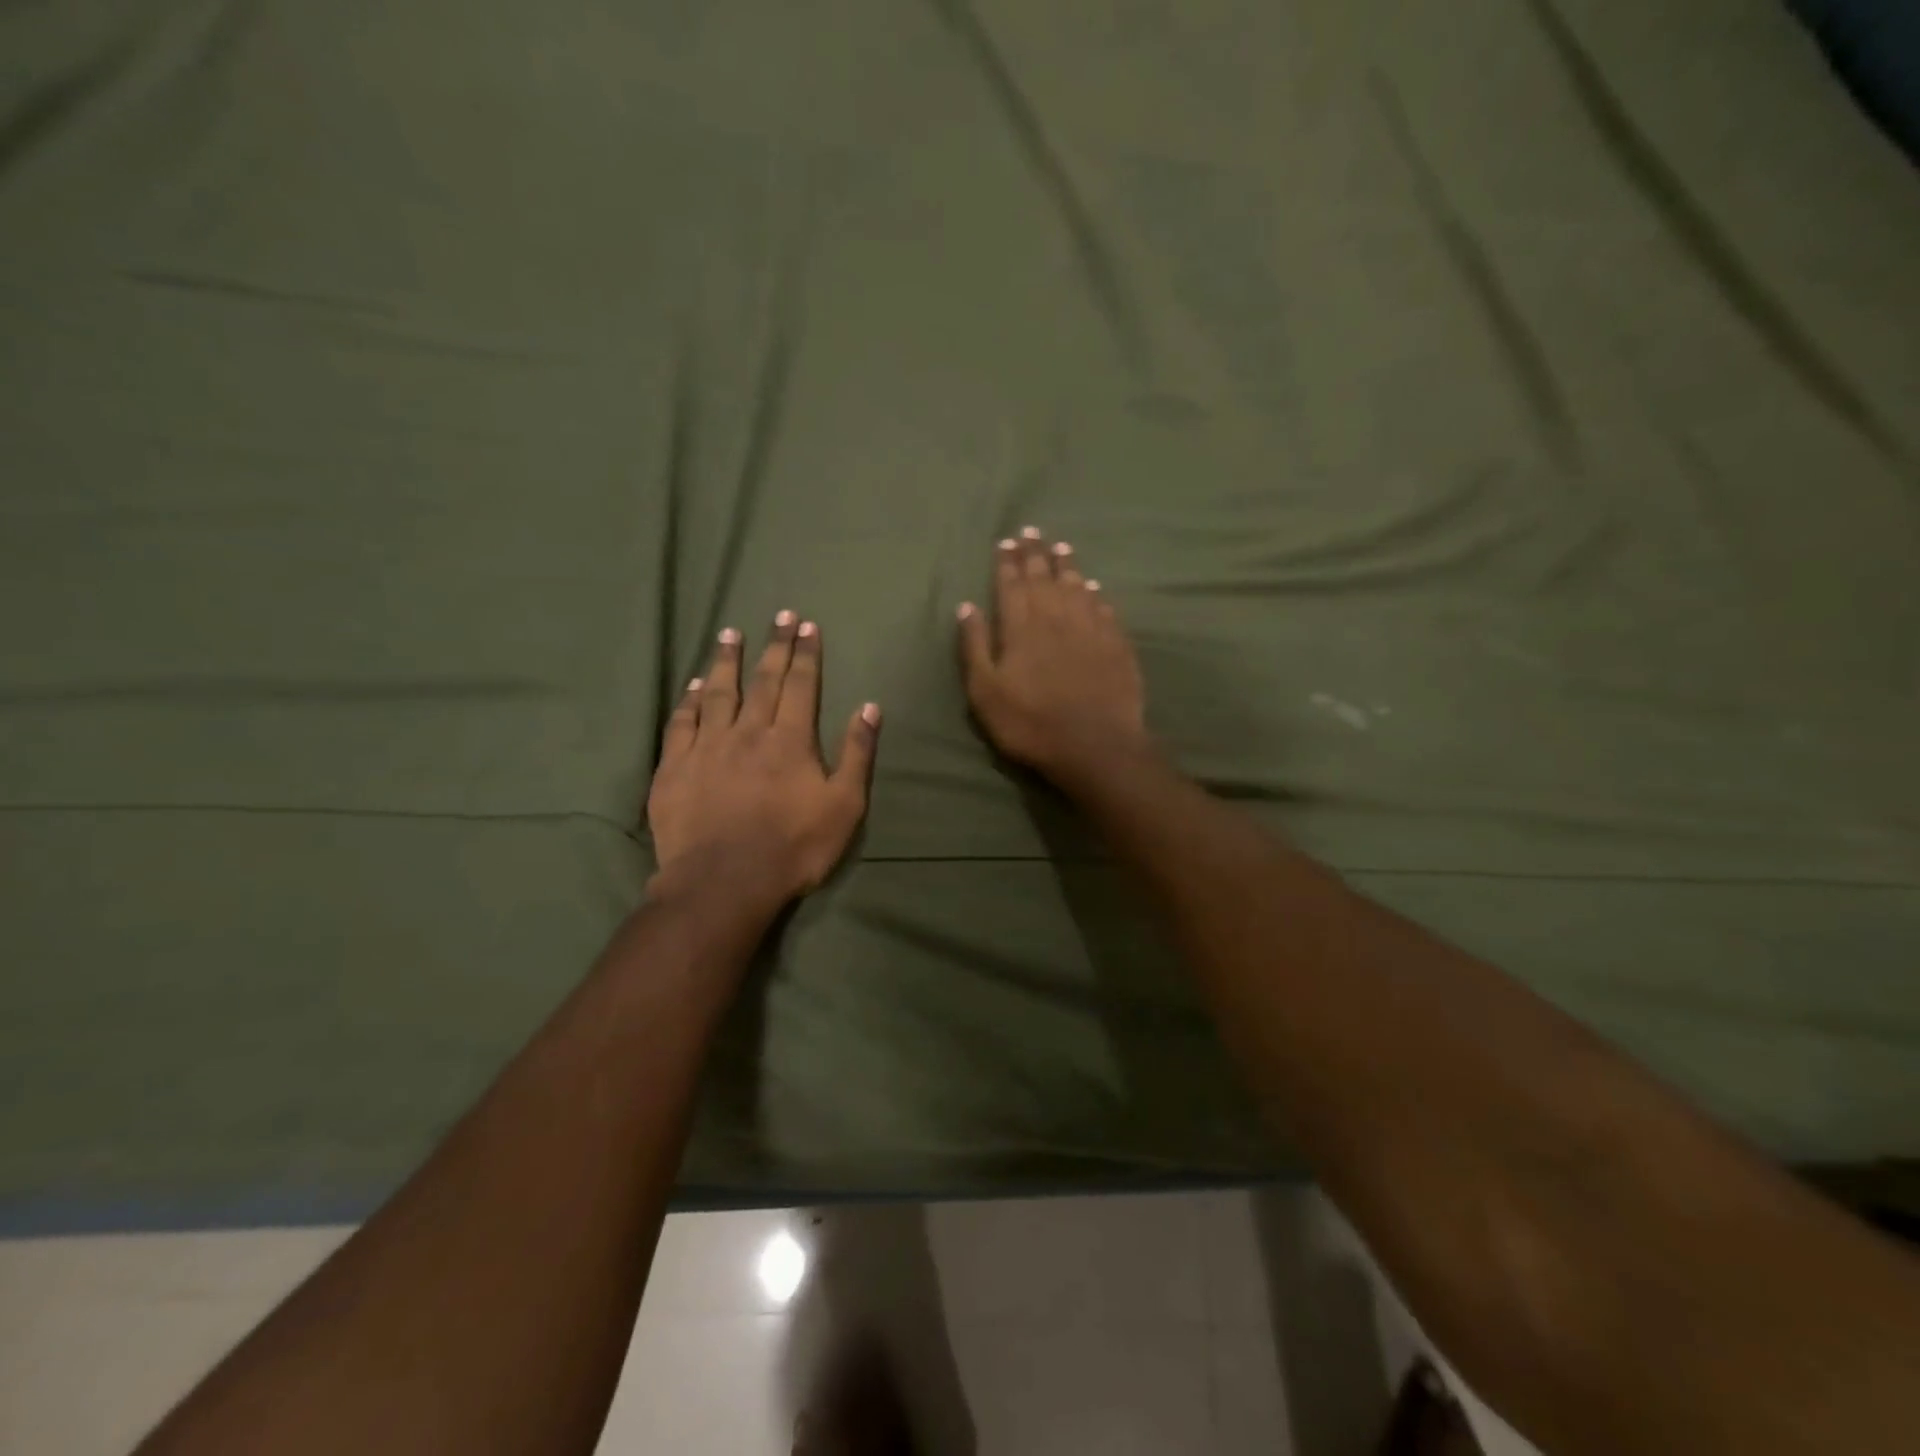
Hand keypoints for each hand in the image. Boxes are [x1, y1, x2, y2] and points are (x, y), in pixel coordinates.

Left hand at [647, 614, 879, 907]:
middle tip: (779, 615)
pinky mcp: (675, 767)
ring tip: (730, 634)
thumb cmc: (793, 847)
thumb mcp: (844, 806)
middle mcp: (747, 731)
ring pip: (718, 692)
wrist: (723, 883)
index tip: (806, 625)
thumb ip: (857, 754)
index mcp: (790, 739)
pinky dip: (689, 700)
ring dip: (726, 661)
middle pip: (762, 680)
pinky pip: (682, 722)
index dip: (805, 653)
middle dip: (774, 646)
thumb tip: (869, 707)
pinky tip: (694, 685)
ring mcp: (707, 747)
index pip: (800, 685)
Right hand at [957, 528, 1149, 779]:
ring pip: (1076, 586)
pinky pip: (1104, 608)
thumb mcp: (985, 692)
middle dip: (1035, 553)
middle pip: (1044, 577)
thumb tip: (967, 606)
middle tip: (1032, 531)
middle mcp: (1056, 617)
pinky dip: (1095, 594)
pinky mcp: (1116, 644)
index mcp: (1021, 626)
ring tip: (1061, 547)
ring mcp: (1090, 628)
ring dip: (1066, 565)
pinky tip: (1093, 588)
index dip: (1008, 561)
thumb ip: (974, 646)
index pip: (1011, 584)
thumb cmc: (1030, 723)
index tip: (1006, 541)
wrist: (1094, 746)